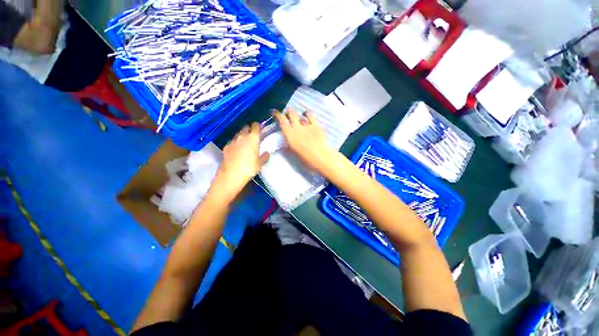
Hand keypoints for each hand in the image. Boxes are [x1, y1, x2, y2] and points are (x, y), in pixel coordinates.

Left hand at [213, 123, 268, 199]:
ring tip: (245, 143)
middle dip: (249, 130)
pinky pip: (232, 141)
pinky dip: (235, 143)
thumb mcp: (260, 164)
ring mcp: (233, 141)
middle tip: (253, 136)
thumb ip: (264, 157)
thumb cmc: (249, 168)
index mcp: (253, 138)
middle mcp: (242, 136)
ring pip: (238, 134)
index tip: (260, 129)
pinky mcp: (226, 146)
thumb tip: (267, 153)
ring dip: (242, 136)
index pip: (255, 126)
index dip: (258, 126)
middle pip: (246, 128)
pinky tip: (237, 149)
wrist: (231, 175)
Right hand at [274, 109, 334, 171]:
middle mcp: (297, 127)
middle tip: (286, 114)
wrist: (322, 158)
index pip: (281, 120)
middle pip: (291, 113)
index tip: (274, 112)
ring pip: (300, 114)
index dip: (277, 114)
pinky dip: (307, 114)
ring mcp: (307, 125)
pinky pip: (310, 116)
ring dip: (297, 114)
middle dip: (288, 112)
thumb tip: (286, 143)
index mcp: (290, 135)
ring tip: (297, 117)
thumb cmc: (307, 160)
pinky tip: (306, 114)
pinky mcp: (316, 125)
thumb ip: (289, 147)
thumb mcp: (294, 154)